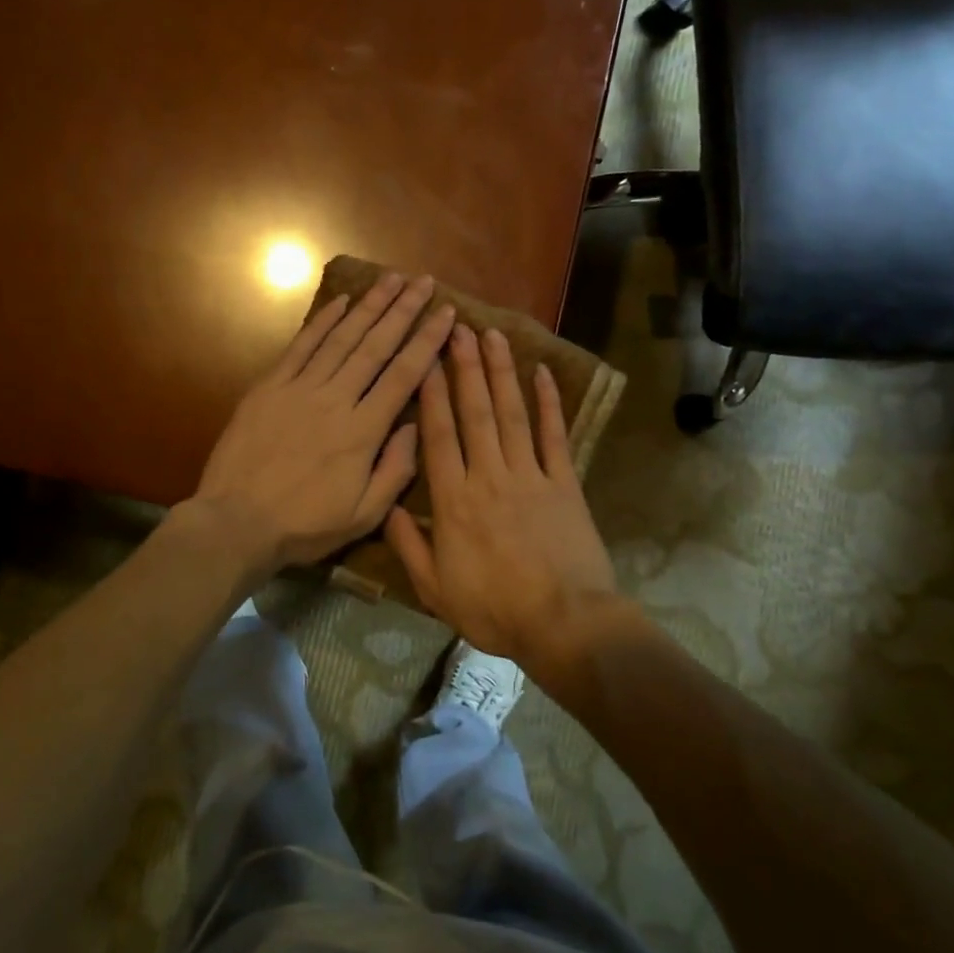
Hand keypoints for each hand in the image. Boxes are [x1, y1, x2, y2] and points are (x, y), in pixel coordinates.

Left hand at [189, 273, 454, 574]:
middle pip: (376, 346)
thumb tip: (415, 426)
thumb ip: (395, 470)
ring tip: (391, 279)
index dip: (427, 340)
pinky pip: (301, 346)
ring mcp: (300, 388)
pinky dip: (323, 322)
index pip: (404, 375)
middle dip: (403, 310)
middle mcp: (336, 399)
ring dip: (369, 306)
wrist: (235, 522)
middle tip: (424, 281)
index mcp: (363, 431)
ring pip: (342, 338)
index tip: (446, 313)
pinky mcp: (270, 387)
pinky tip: (341, 301)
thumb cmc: (304, 525)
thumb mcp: (363, 515)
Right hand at [385, 326, 617, 663]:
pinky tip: (542, 373)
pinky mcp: (565, 483)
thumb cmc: (495, 610)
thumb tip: (388, 507)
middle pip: (474, 412)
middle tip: (457, 327)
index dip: (431, 392)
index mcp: (454, 500)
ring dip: (500, 373)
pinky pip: (554, 436)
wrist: (565, 625)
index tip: (425, 358)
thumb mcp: (435, 589)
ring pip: (511, 414)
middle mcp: (489, 476)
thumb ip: (409, 545)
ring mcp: (530, 475)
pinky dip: (549, 404)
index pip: (438, 434)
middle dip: (464, 366)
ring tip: (492, 336)